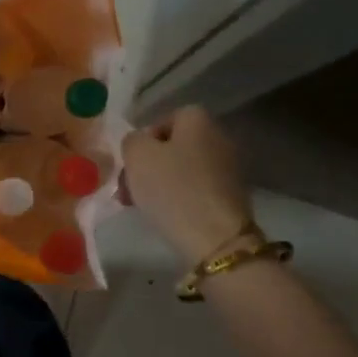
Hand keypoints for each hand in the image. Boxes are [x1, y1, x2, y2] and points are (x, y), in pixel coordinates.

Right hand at [121, 106, 254, 263]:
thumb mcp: (137, 156)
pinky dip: (178, 199)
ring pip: (181, 169)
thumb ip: (132, 141)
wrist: (214, 236)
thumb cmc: (172, 189)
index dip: (142, 141)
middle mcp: (218, 136)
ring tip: (140, 206)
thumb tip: (138, 143)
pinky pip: (195, 189)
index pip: (163, 120)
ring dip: (159, 184)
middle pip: (172, 147)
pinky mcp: (230, 195)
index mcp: (197, 119)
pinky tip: (165, 216)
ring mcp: (228, 167)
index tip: (129, 165)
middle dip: (147, 166)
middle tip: (127, 189)